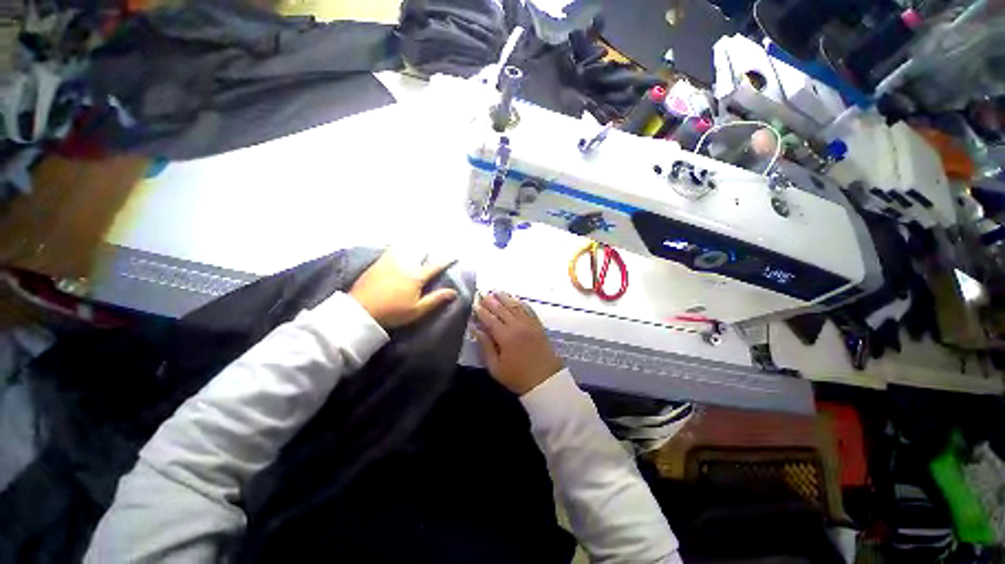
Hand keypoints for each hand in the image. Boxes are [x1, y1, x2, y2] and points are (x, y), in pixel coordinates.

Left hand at [350, 249, 457, 328]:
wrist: (361, 311)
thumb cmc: (393, 312)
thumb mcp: (417, 310)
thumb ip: (436, 299)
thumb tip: (454, 291)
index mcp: (417, 276)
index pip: (435, 266)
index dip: (446, 261)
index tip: (454, 256)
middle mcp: (405, 265)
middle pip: (420, 252)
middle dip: (429, 249)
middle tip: (435, 246)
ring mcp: (390, 261)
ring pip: (405, 248)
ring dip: (414, 245)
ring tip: (418, 241)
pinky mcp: (378, 263)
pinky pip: (391, 249)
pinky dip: (398, 246)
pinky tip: (398, 246)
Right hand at [473, 292, 563, 394]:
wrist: (546, 381)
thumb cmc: (518, 377)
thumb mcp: (496, 367)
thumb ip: (486, 346)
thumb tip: (476, 330)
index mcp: (505, 336)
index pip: (490, 319)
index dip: (481, 311)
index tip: (474, 304)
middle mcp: (517, 326)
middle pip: (502, 309)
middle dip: (491, 301)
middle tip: (483, 294)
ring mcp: (529, 324)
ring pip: (515, 306)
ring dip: (505, 298)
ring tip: (497, 291)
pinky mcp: (538, 325)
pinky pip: (528, 310)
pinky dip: (520, 303)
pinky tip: (515, 299)